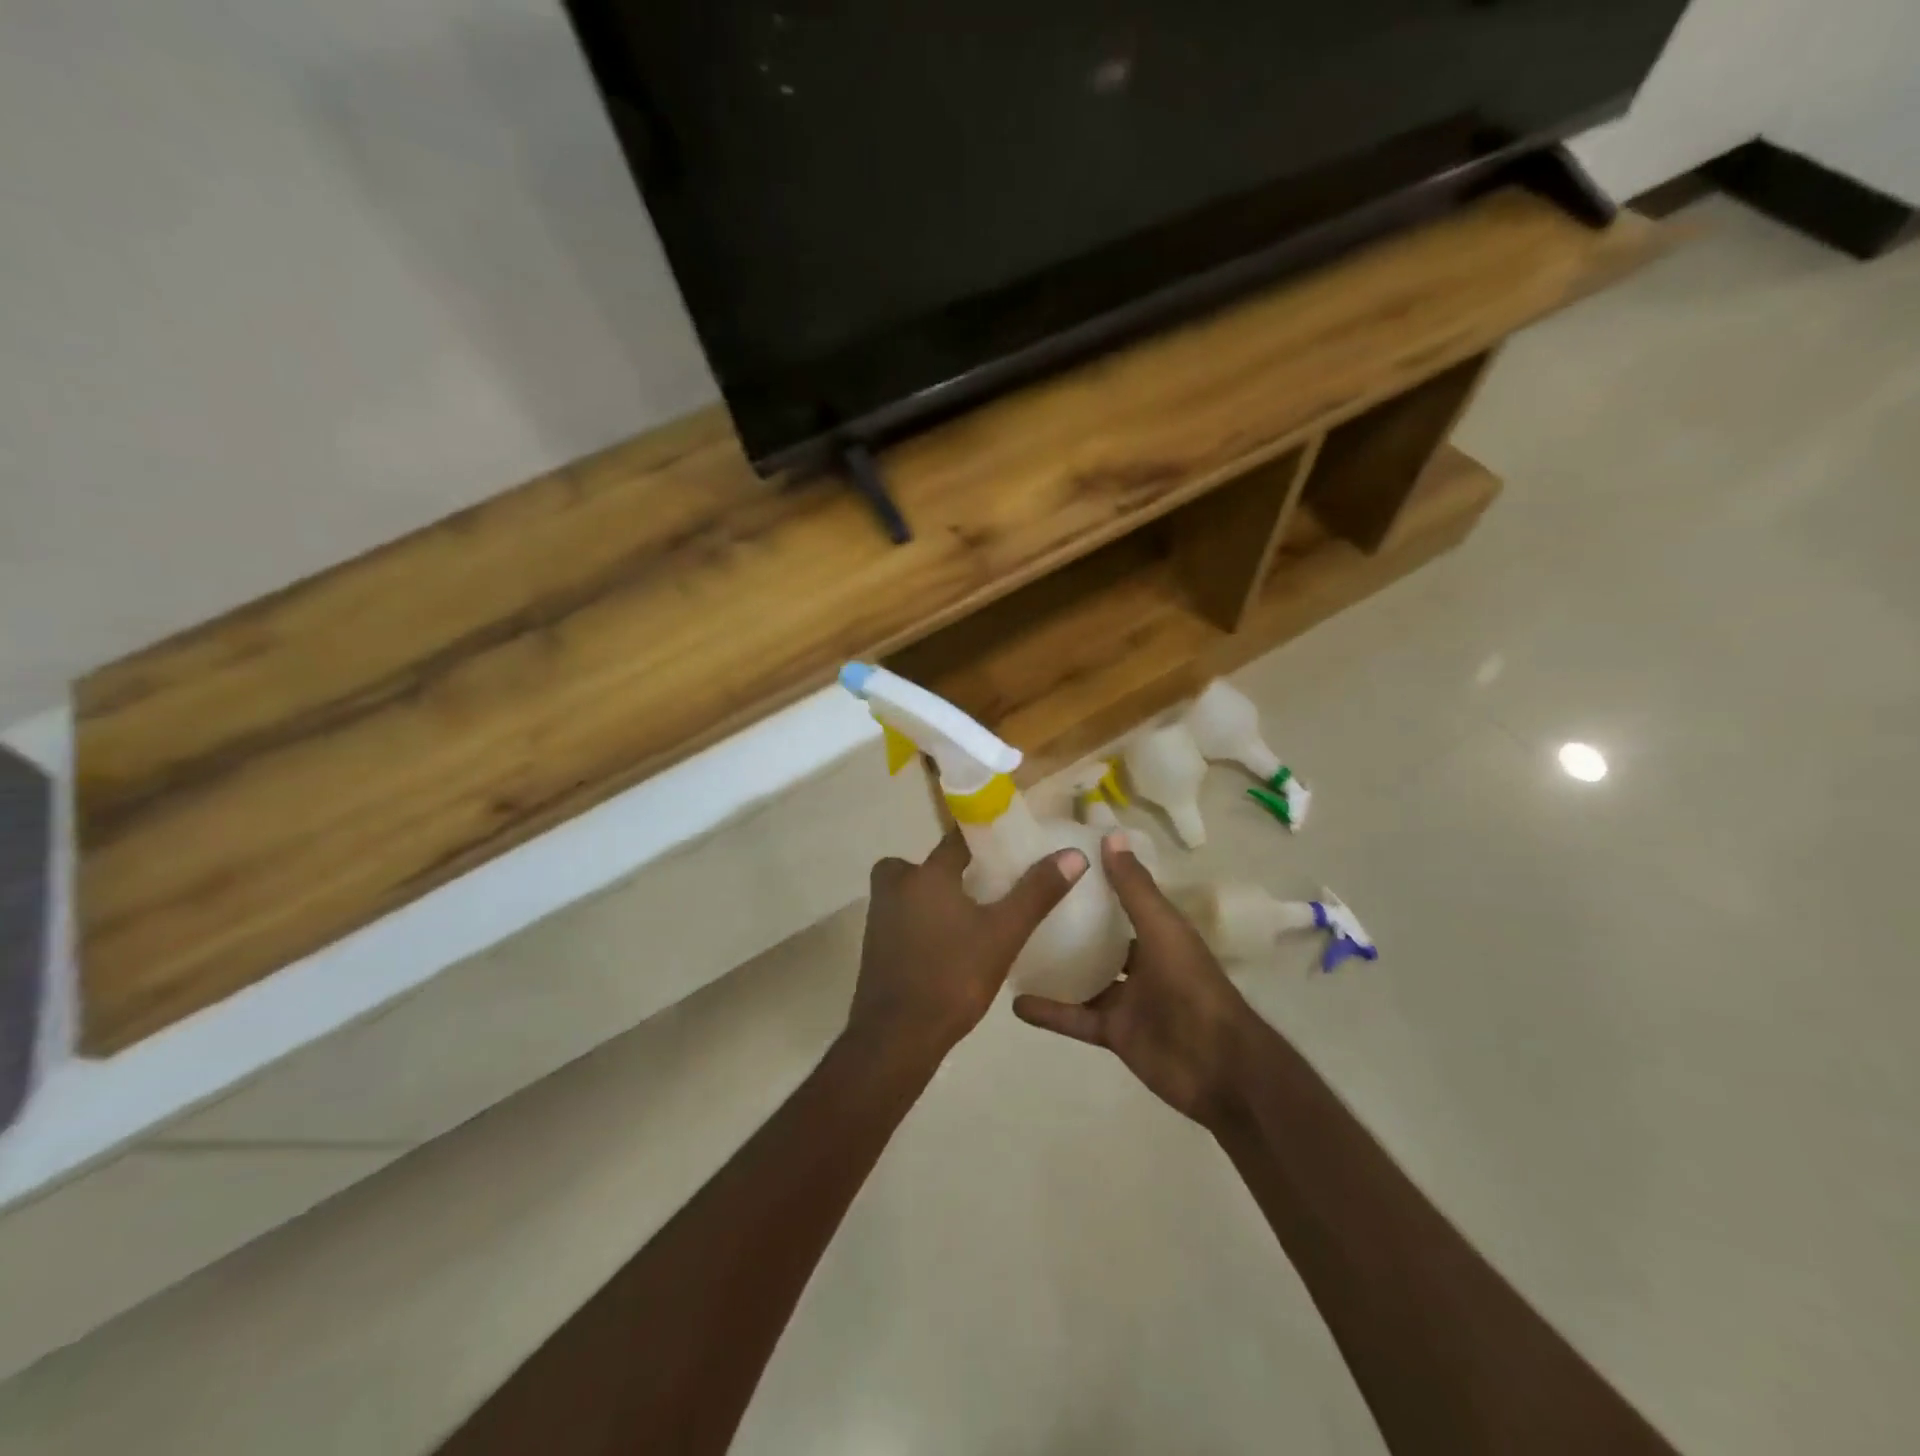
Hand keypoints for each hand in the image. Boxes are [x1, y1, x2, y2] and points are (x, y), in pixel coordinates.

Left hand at [848, 831, 1086, 1066]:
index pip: (957, 838)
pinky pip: (906, 914)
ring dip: (942, 894)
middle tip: (994, 885)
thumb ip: (1037, 892)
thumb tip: (1074, 855)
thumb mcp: (1004, 935)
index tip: (1011, 845)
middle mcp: (895, 884)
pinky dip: (927, 918)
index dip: (986, 837)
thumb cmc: (953, 978)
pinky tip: (954, 942)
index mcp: (925, 873)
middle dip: (960, 869)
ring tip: (979, 914)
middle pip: (932, 863)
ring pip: (916, 889)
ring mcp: (880, 915)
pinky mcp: (876, 942)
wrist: (896, 1038)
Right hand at [1013, 833, 1258, 1131]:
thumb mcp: (1161, 928)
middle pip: (1099, 939)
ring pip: (1084, 978)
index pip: (1123, 899)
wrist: (1218, 1067)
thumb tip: (1111, 834)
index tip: (1057, 862)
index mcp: (1158, 933)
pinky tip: (1015, 1002)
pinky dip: (1049, 1012)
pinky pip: (1075, 1018)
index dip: (1096, 882)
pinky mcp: (1113, 1032)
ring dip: (1054, 967)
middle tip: (1025, 902)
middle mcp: (1141, 963)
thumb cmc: (1191, 986)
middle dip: (1069, 924)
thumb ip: (1134, 887)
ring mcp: (1126, 999)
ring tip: (1013, 947)